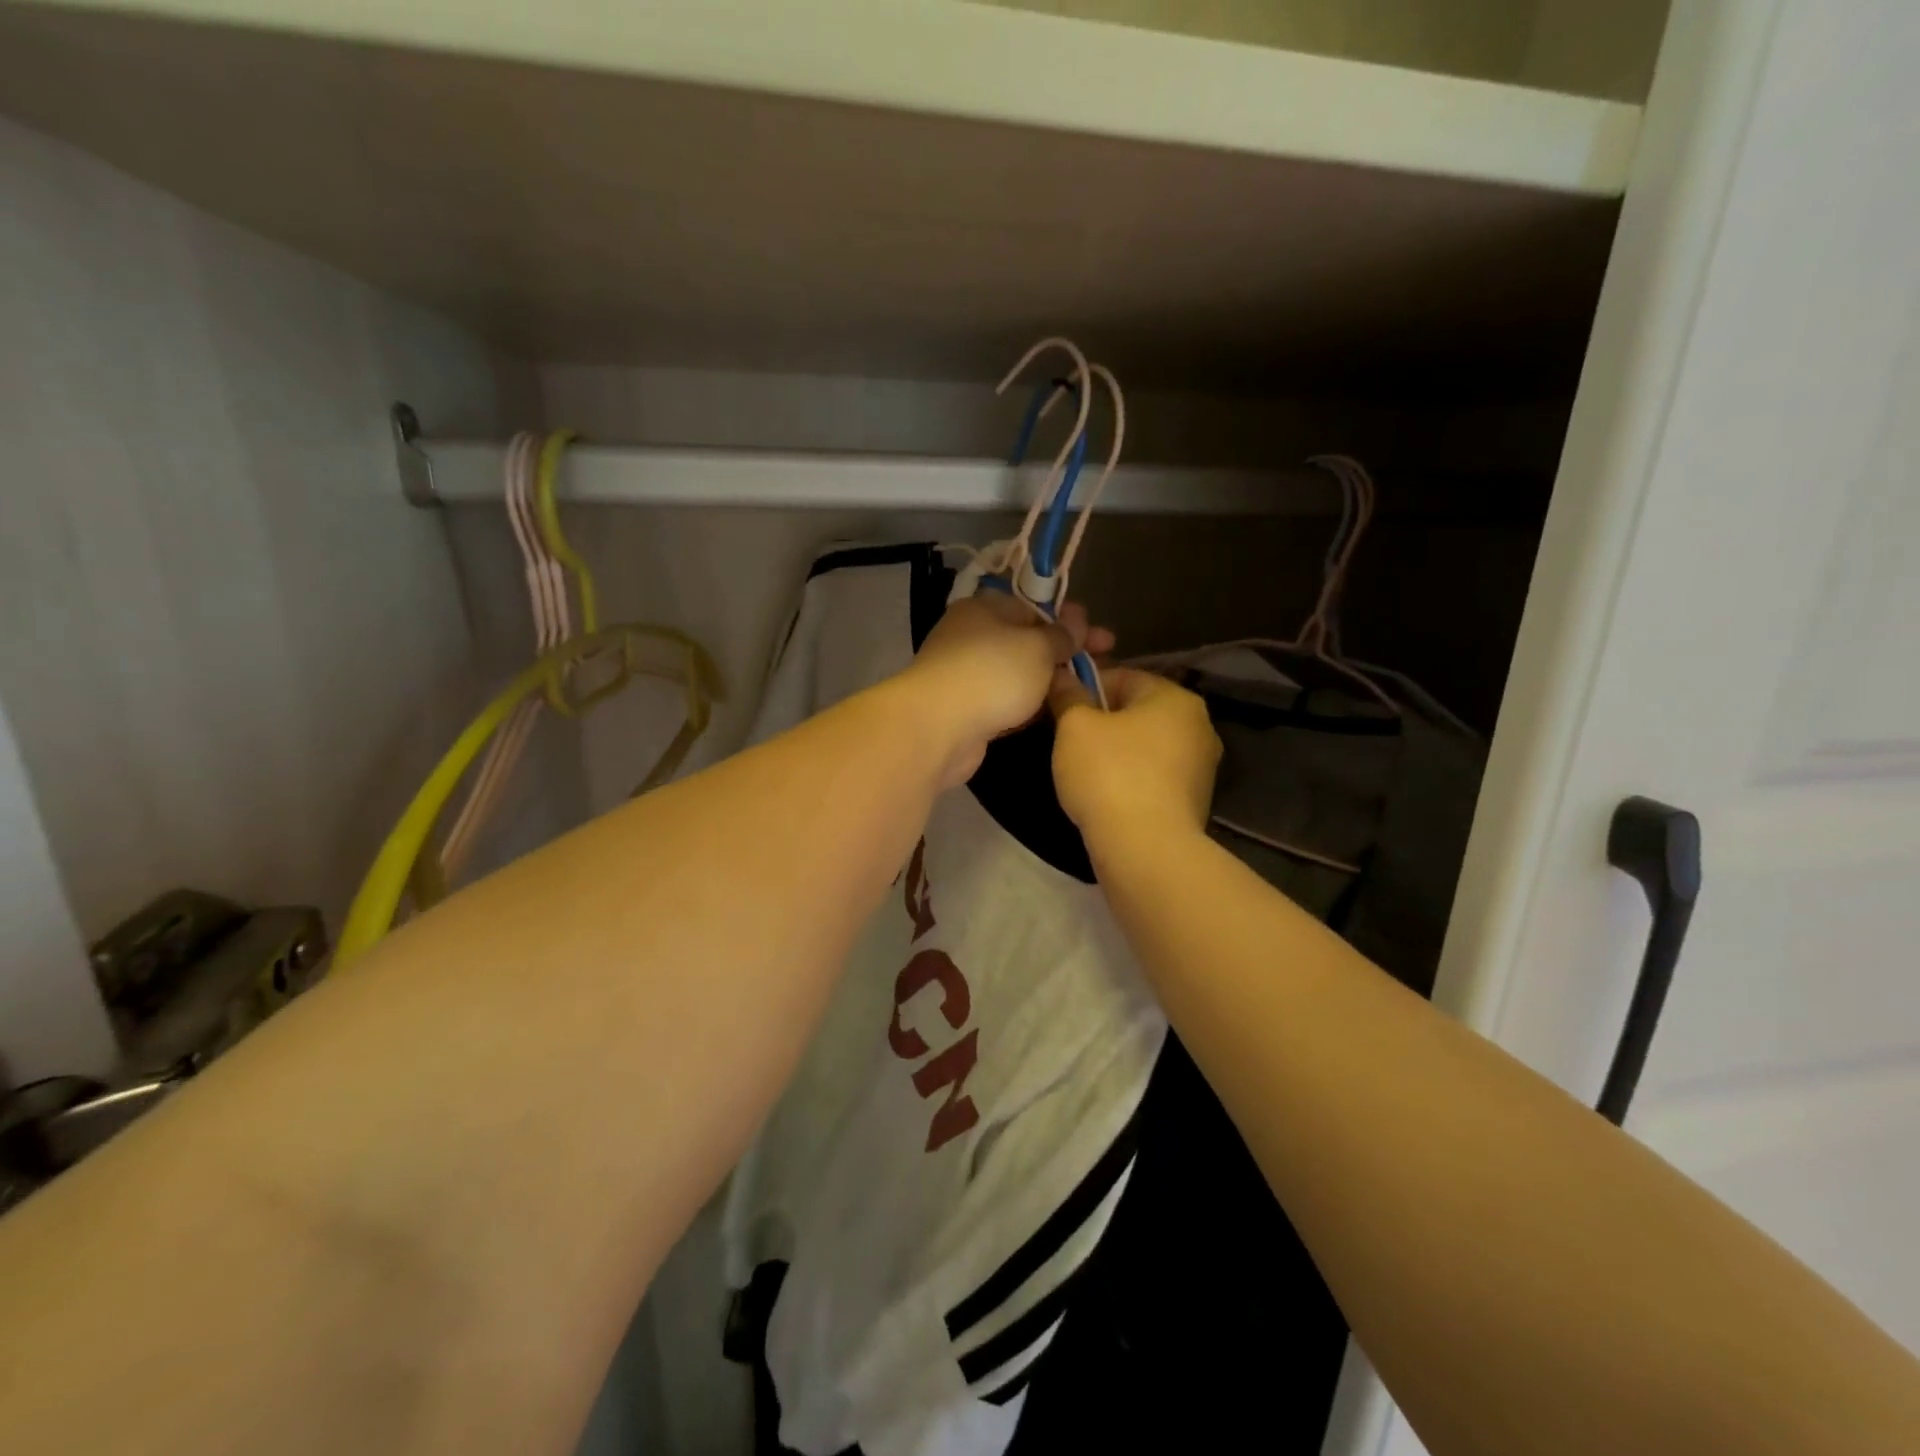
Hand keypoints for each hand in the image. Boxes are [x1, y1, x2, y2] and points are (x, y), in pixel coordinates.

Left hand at [897, 592, 1113, 787]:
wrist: (937, 728)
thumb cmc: (991, 674)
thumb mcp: (1037, 647)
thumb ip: (1060, 635)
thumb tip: (1076, 619)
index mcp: (984, 609)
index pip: (1033, 607)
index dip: (1069, 621)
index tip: (1101, 638)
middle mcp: (972, 637)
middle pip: (1027, 641)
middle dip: (1065, 651)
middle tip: (1104, 662)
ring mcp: (967, 675)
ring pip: (1019, 674)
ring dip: (1050, 680)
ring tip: (1087, 689)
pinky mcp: (968, 710)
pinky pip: (1007, 701)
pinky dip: (1030, 703)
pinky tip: (1056, 711)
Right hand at [1049, 667, 1220, 853]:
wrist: (1146, 850)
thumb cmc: (1110, 774)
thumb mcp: (1075, 727)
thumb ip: (1069, 696)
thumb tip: (1062, 677)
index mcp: (1176, 698)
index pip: (1122, 676)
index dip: (1085, 688)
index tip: (1060, 710)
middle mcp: (1199, 726)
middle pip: (1137, 712)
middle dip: (1101, 723)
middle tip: (1068, 743)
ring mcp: (1201, 768)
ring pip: (1145, 748)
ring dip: (1116, 754)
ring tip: (1084, 775)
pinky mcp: (1193, 803)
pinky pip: (1153, 779)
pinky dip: (1130, 782)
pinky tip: (1107, 798)